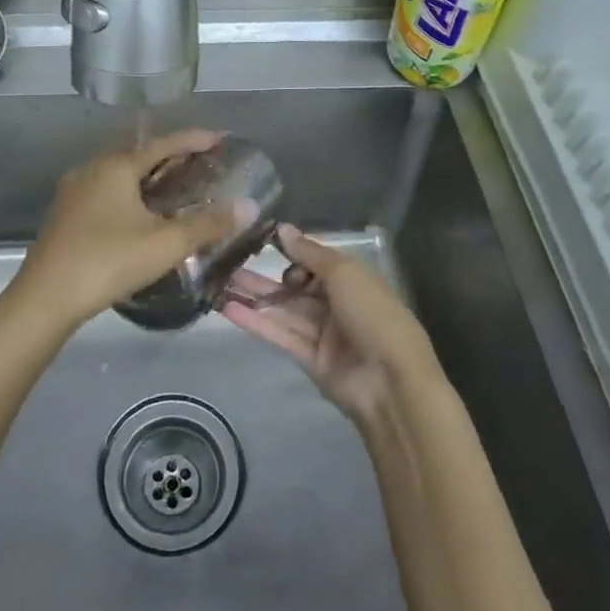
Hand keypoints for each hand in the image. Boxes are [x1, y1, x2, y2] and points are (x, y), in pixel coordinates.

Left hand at [9, 130, 258, 331]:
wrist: (44, 299)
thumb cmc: (107, 262)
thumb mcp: (165, 245)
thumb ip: (208, 225)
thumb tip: (249, 206)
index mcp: (116, 166)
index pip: (162, 143)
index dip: (193, 139)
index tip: (219, 139)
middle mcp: (92, 169)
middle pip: (137, 153)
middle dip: (169, 155)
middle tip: (199, 162)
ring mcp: (74, 190)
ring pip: (118, 172)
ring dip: (146, 174)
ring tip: (173, 186)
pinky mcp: (64, 213)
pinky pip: (104, 189)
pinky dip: (128, 191)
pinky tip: (139, 213)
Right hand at [220, 225, 442, 426]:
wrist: (391, 381)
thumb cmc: (373, 314)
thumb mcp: (344, 273)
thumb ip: (310, 253)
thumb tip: (282, 229)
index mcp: (352, 280)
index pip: (315, 262)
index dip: (292, 254)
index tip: (261, 244)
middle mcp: (336, 304)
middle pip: (295, 288)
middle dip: (264, 277)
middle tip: (228, 264)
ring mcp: (322, 334)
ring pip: (283, 311)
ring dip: (253, 298)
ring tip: (218, 284)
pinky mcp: (309, 360)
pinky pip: (280, 335)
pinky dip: (256, 323)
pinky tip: (229, 308)